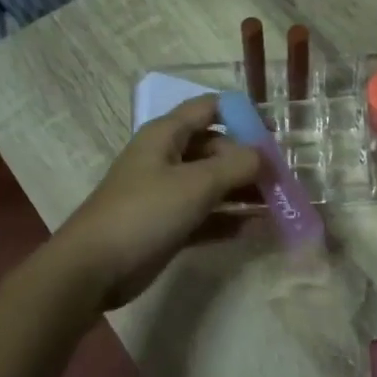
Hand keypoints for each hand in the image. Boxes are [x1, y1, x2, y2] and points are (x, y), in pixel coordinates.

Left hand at [56, 96, 260, 309]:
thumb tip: (265, 156)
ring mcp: (167, 194)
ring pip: (214, 185)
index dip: (241, 115)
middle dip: (249, 161)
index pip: (209, 109)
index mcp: (166, 135)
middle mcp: (167, 159)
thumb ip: (237, 166)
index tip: (274, 134)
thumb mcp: (196, 184)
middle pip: (216, 149)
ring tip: (280, 204)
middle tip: (283, 179)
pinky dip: (231, 220)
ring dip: (245, 193)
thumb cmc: (144, 213)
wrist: (94, 268)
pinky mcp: (169, 226)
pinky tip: (260, 229)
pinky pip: (207, 216)